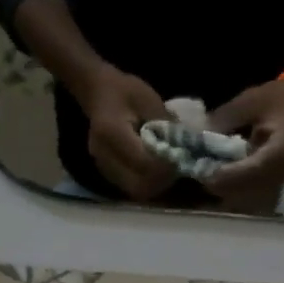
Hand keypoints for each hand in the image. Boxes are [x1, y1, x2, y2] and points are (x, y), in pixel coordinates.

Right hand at [81, 67, 175, 199]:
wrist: (97, 93)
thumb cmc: (124, 91)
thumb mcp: (149, 99)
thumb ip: (166, 125)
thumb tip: (185, 147)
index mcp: (112, 133)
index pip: (145, 163)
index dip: (166, 165)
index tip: (180, 156)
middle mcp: (104, 155)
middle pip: (139, 185)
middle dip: (162, 181)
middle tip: (175, 166)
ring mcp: (103, 166)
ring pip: (135, 190)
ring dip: (155, 184)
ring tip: (166, 168)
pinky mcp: (106, 173)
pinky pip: (130, 187)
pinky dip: (146, 182)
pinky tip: (153, 169)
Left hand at [203, 72, 283, 209]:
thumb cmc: (279, 97)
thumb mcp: (250, 100)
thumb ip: (225, 118)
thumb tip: (199, 136)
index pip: (257, 169)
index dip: (231, 175)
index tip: (206, 174)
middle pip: (253, 188)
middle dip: (225, 185)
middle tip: (200, 176)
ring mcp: (283, 178)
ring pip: (252, 194)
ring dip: (228, 189)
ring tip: (206, 177)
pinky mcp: (276, 180)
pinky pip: (253, 190)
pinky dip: (235, 187)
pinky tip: (219, 176)